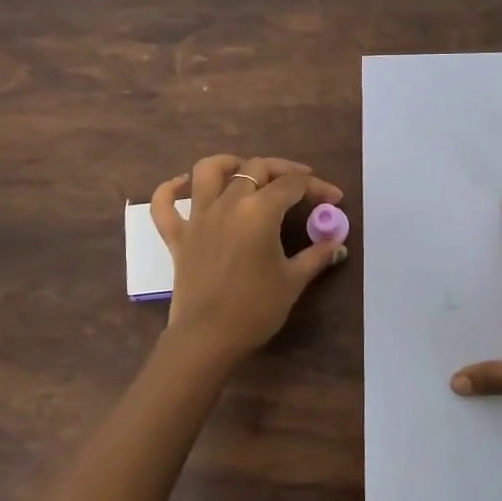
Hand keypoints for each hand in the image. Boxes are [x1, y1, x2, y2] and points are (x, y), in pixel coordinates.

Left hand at [150, 154, 346, 363]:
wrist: (208, 337)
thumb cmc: (255, 308)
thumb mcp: (293, 281)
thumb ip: (316, 256)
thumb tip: (337, 244)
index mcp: (259, 211)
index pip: (292, 185)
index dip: (317, 187)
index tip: (334, 199)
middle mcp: (227, 203)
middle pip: (256, 168)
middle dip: (283, 170)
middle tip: (302, 183)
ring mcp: (198, 217)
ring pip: (208, 171)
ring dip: (229, 163)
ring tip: (245, 170)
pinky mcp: (177, 236)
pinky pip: (164, 205)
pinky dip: (169, 189)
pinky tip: (181, 184)